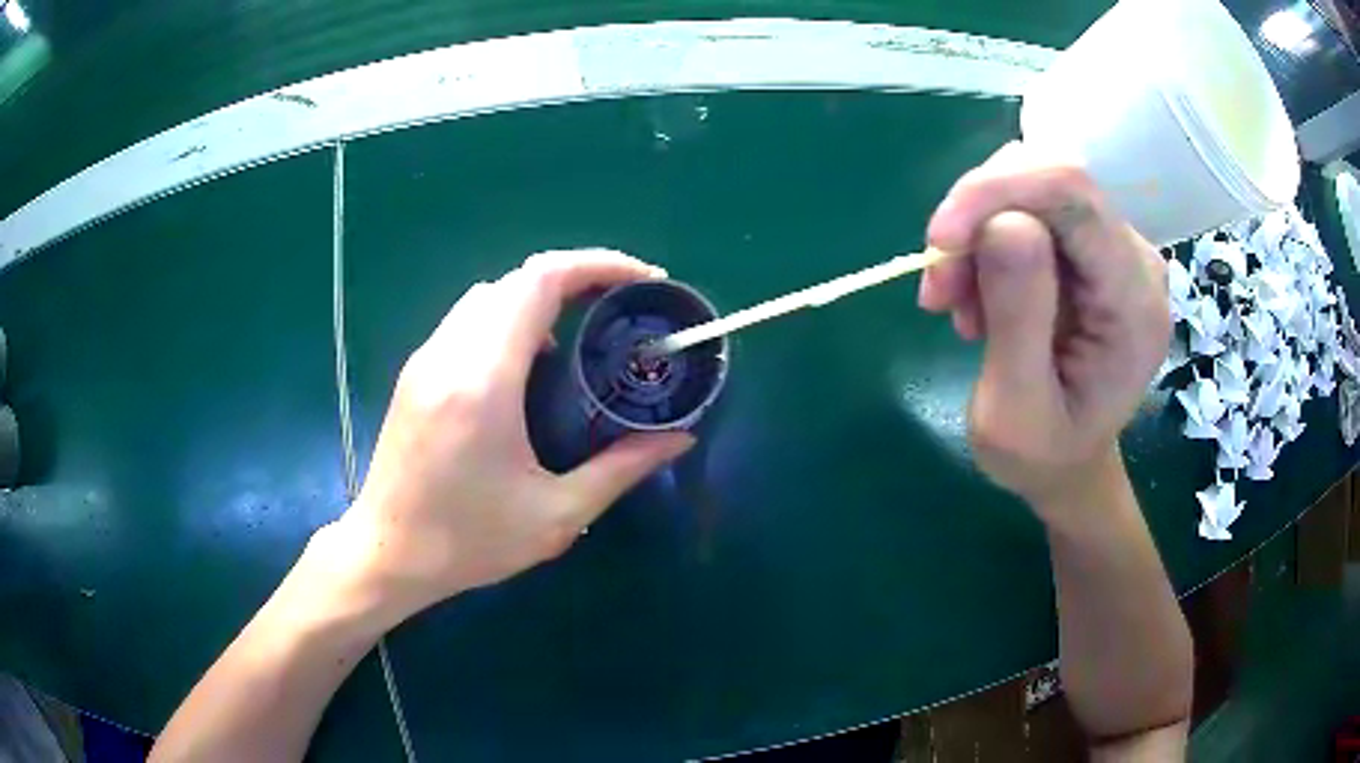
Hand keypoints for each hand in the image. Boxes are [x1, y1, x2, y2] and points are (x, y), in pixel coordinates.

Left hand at [330, 249, 694, 621]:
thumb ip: (621, 470)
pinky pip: (468, 320)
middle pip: (517, 279)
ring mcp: (426, 359)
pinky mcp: (416, 372)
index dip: (596, 265)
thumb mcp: (556, 516)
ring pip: (489, 295)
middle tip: (622, 305)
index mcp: (484, 381)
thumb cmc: (468, 541)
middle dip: (577, 277)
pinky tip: (531, 363)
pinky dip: (510, 318)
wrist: (387, 553)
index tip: (642, 278)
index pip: (539, 282)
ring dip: (540, 297)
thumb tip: (679, 440)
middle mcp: (450, 354)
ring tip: (582, 331)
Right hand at [919, 143, 1169, 517]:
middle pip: (1048, 180)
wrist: (1069, 466)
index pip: (1073, 194)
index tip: (938, 242)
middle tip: (940, 289)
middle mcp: (1134, 258)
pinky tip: (976, 297)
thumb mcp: (1016, 412)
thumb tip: (1000, 222)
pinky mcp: (1090, 249)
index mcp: (1134, 302)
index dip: (996, 192)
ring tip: (955, 304)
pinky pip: (1027, 209)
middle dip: (978, 219)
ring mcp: (1114, 248)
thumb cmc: (1043, 456)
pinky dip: (984, 243)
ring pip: (1029, 188)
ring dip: (975, 235)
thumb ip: (1019, 319)